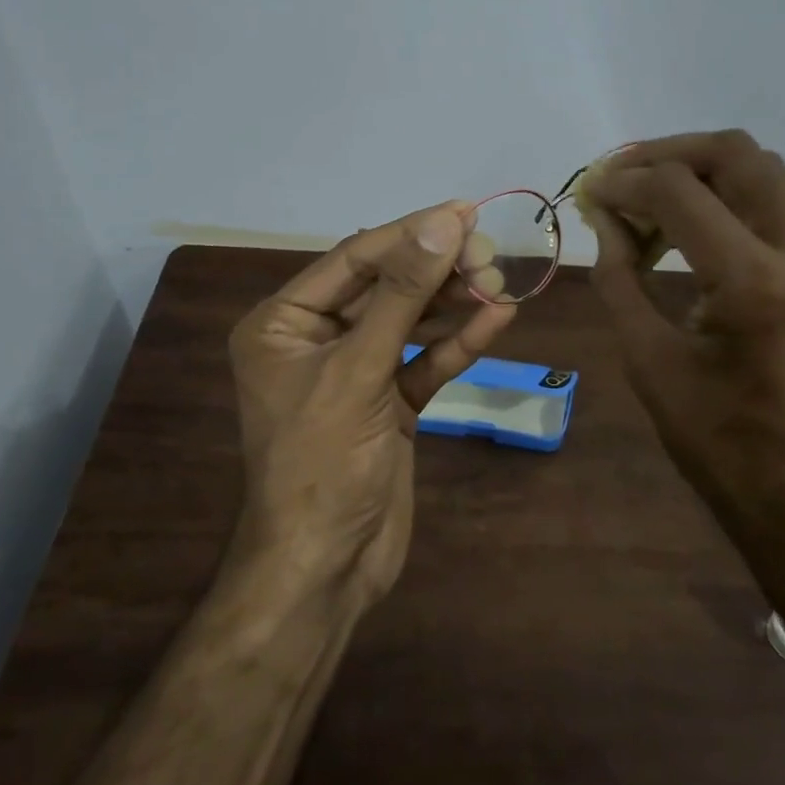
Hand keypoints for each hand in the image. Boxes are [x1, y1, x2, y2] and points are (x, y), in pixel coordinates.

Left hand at [226, 202, 515, 608]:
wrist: (325, 572)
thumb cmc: (322, 465)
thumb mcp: (359, 371)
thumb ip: (402, 295)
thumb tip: (442, 223)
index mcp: (283, 323)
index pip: (355, 259)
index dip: (411, 233)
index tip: (465, 212)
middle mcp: (316, 339)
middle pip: (386, 286)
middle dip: (438, 270)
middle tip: (491, 254)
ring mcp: (355, 372)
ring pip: (410, 321)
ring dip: (454, 302)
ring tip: (501, 281)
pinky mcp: (388, 402)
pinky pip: (424, 361)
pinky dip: (458, 342)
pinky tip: (498, 319)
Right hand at [580, 131, 784, 587]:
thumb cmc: (725, 452)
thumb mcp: (651, 365)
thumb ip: (620, 280)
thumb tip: (605, 220)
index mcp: (755, 284)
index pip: (678, 190)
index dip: (623, 181)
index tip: (590, 194)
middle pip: (737, 154)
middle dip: (668, 154)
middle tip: (622, 177)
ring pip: (768, 172)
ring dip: (705, 172)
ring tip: (655, 203)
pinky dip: (735, 200)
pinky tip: (699, 233)